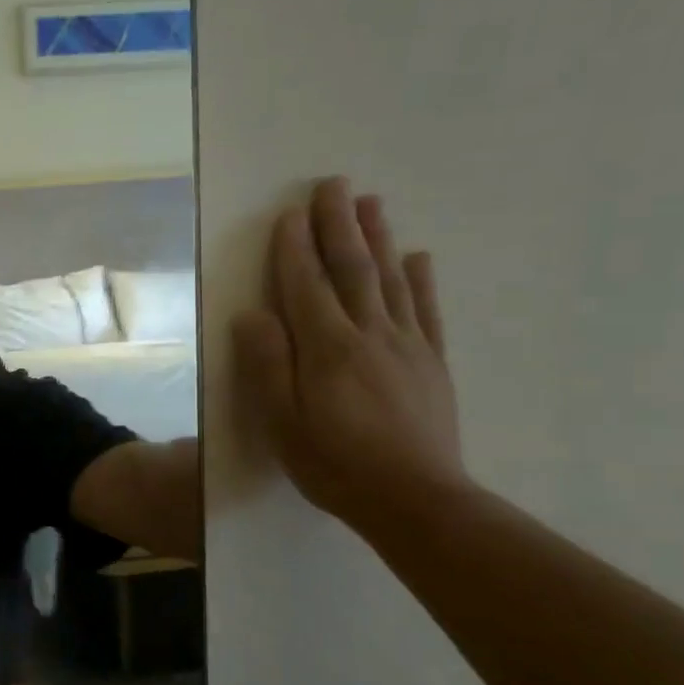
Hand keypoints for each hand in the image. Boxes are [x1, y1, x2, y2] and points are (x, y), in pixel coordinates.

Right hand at [235, 177, 466, 529]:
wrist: (415, 500)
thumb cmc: (334, 464)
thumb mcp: (281, 422)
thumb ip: (267, 364)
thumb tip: (251, 315)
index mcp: (327, 348)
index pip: (306, 285)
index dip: (295, 248)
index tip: (289, 213)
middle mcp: (369, 334)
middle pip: (352, 269)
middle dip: (339, 225)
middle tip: (333, 184)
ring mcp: (407, 345)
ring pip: (389, 280)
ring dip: (378, 237)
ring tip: (371, 202)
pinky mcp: (432, 363)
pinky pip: (426, 310)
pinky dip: (420, 280)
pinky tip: (417, 257)